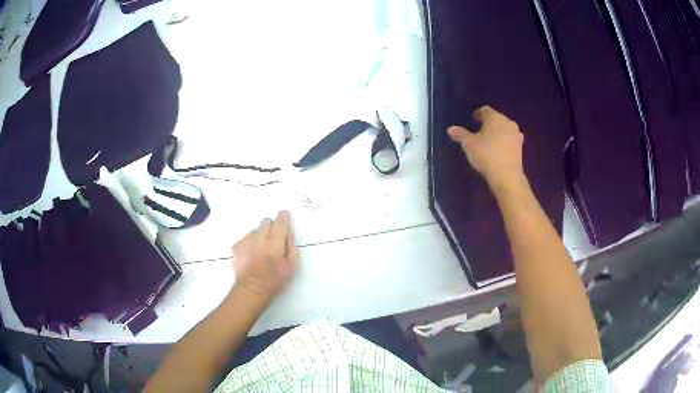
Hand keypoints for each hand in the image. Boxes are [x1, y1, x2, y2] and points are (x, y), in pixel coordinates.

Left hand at [231, 211, 298, 301]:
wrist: (251, 290)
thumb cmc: (275, 280)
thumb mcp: (291, 266)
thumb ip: (292, 245)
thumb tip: (289, 230)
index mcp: (274, 243)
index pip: (280, 221)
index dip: (284, 217)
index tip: (285, 217)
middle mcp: (259, 238)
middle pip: (266, 221)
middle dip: (271, 227)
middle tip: (274, 240)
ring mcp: (245, 241)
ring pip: (255, 230)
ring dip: (260, 236)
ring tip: (261, 251)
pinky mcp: (236, 246)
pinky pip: (246, 238)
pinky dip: (250, 243)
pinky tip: (252, 255)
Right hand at [448, 106, 524, 189]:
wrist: (507, 176)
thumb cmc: (486, 155)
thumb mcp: (469, 145)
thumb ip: (460, 135)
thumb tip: (450, 129)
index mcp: (495, 118)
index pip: (485, 110)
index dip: (478, 114)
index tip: (473, 119)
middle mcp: (507, 122)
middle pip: (496, 118)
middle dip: (488, 123)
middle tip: (480, 130)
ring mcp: (516, 134)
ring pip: (504, 128)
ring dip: (497, 132)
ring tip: (489, 140)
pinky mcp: (520, 147)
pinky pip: (510, 139)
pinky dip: (504, 141)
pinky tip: (499, 149)